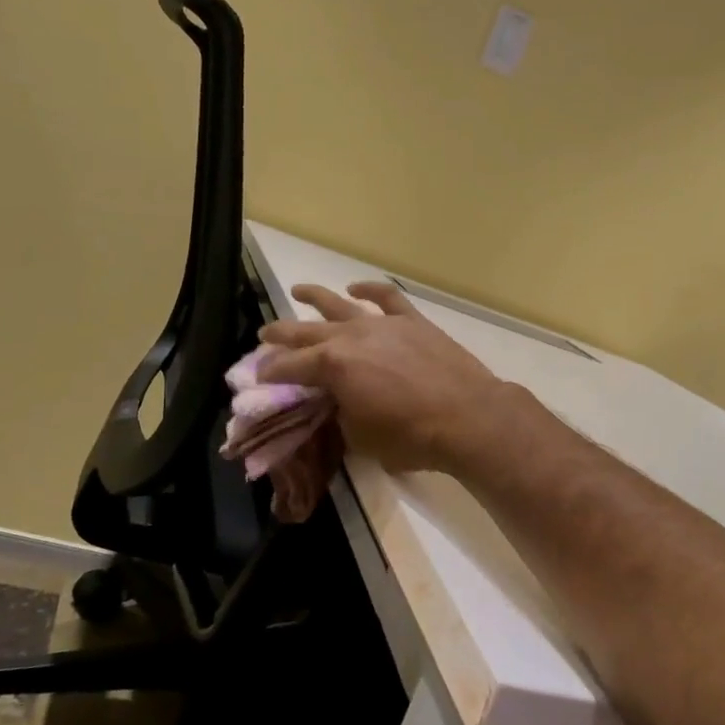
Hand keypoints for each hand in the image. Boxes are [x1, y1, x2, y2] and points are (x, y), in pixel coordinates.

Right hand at [259, 282, 509, 474]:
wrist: (467, 416)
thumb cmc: (410, 436)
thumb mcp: (360, 436)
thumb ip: (340, 414)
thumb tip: (336, 402)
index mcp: (332, 366)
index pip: (289, 367)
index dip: (269, 372)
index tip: (257, 376)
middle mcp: (350, 336)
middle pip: (306, 331)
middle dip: (281, 334)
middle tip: (264, 335)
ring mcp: (382, 324)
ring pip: (340, 304)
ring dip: (315, 297)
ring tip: (298, 290)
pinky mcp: (412, 321)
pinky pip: (386, 297)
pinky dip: (370, 289)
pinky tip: (356, 288)